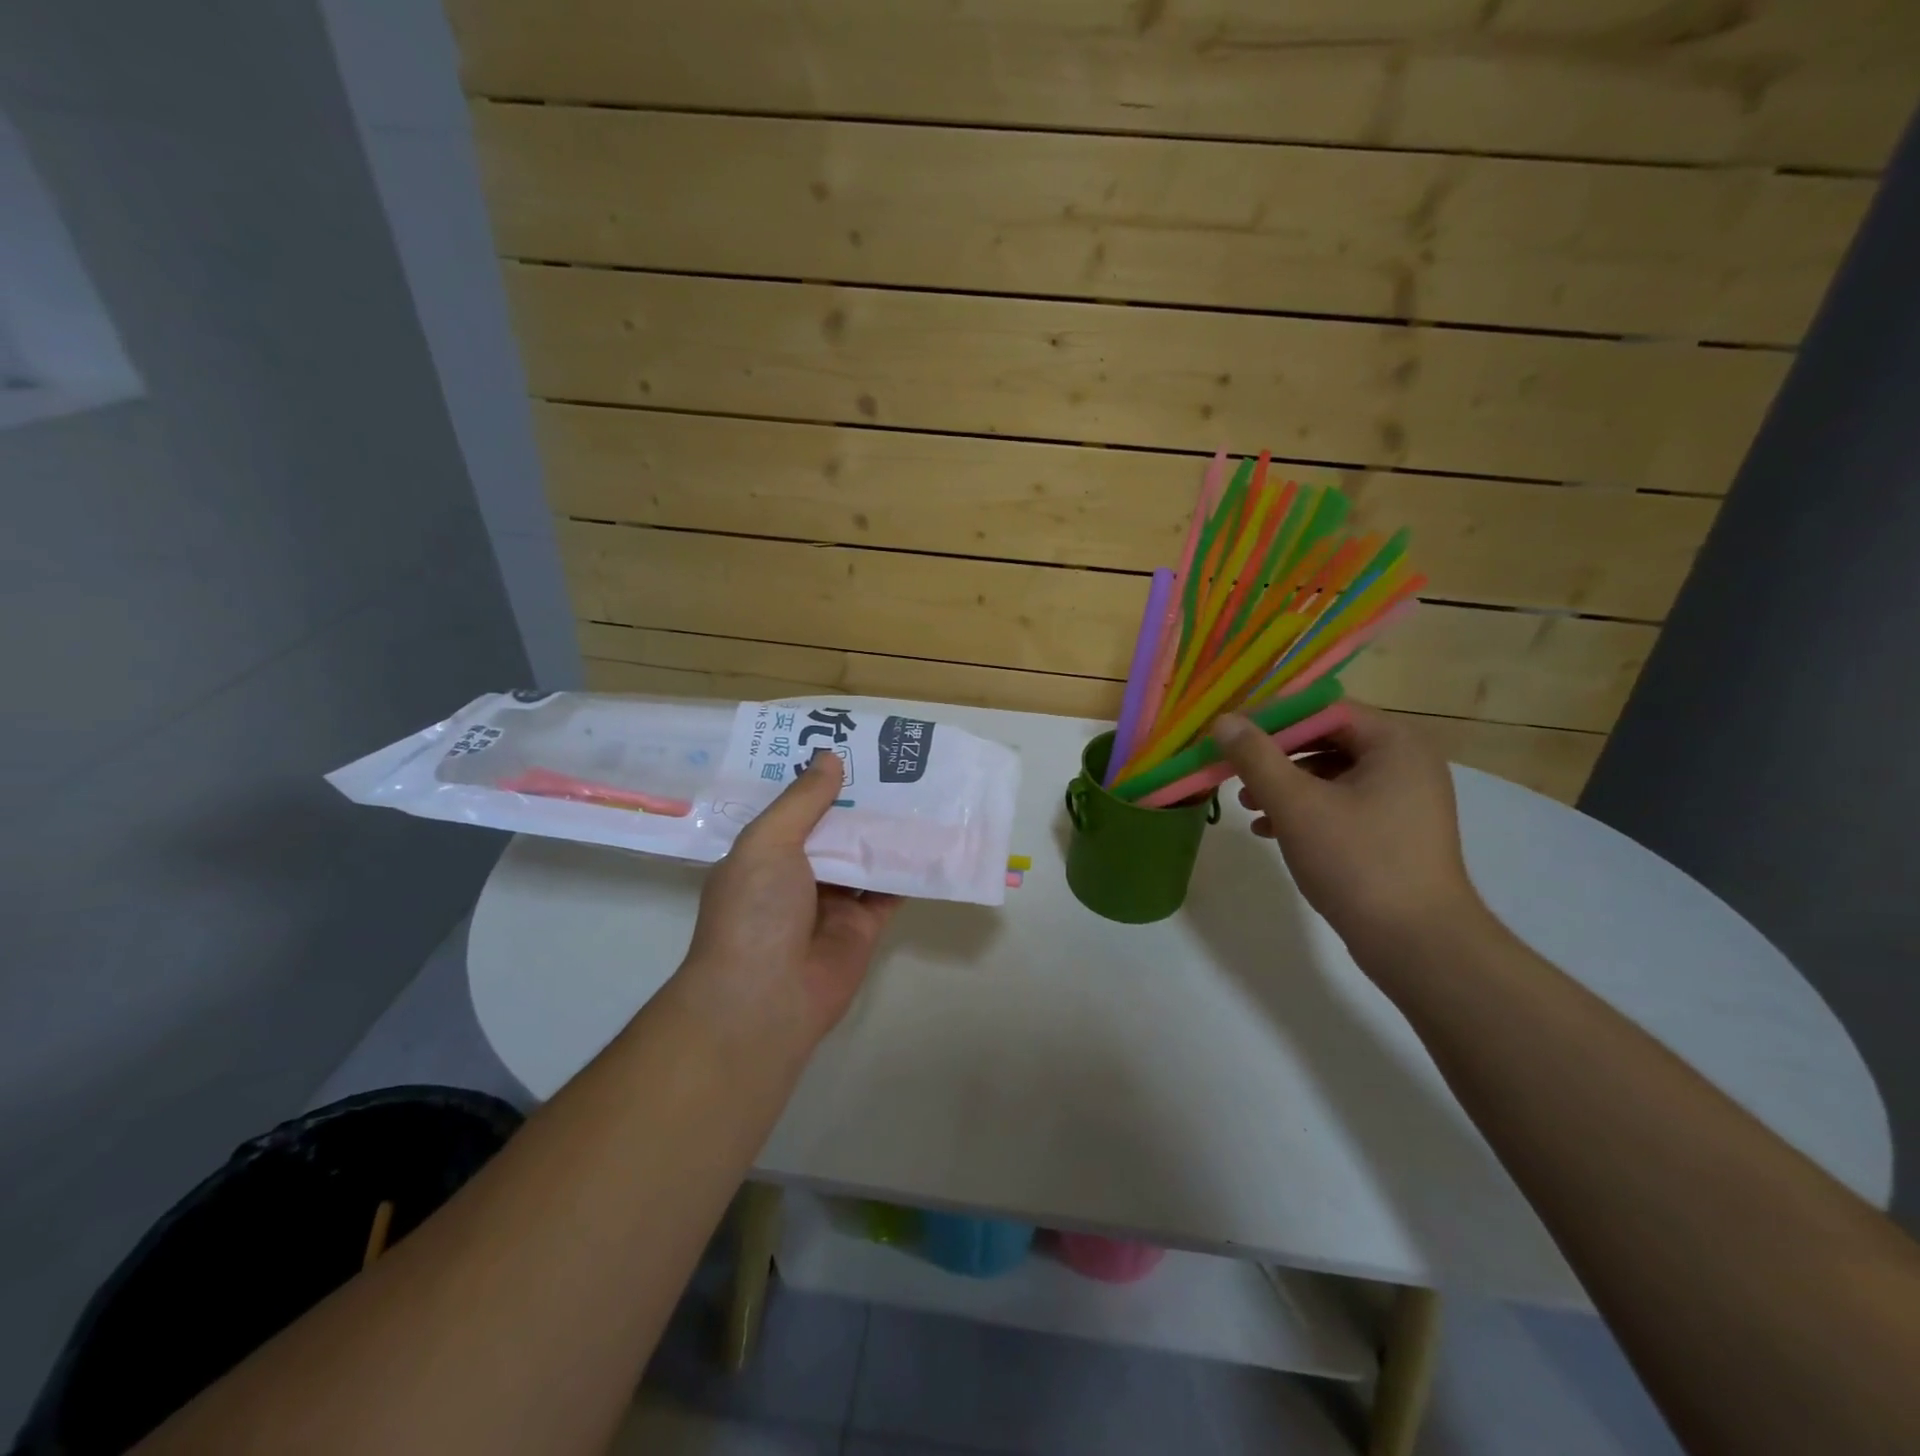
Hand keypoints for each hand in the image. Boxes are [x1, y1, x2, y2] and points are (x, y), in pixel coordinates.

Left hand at [681, 750, 902, 1049]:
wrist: (766, 998)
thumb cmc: (755, 911)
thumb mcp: (768, 842)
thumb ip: (803, 800)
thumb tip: (830, 757)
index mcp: (765, 853)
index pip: (793, 807)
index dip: (818, 778)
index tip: (847, 745)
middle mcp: (798, 874)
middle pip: (835, 828)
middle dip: (860, 799)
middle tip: (895, 760)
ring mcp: (832, 901)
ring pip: (866, 855)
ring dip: (888, 829)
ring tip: (920, 789)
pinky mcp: (864, 925)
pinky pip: (891, 890)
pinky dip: (910, 868)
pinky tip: (934, 838)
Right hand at [1213, 704, 1484, 952]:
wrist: (1417, 943)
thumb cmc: (1358, 861)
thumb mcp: (1297, 804)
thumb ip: (1257, 757)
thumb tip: (1223, 721)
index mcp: (1395, 742)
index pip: (1323, 708)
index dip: (1272, 716)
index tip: (1230, 733)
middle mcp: (1406, 761)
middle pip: (1326, 739)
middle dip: (1275, 755)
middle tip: (1233, 768)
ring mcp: (1404, 798)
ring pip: (1331, 773)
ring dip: (1284, 784)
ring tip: (1247, 805)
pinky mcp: (1394, 830)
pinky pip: (1341, 802)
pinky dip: (1304, 809)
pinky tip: (1269, 830)